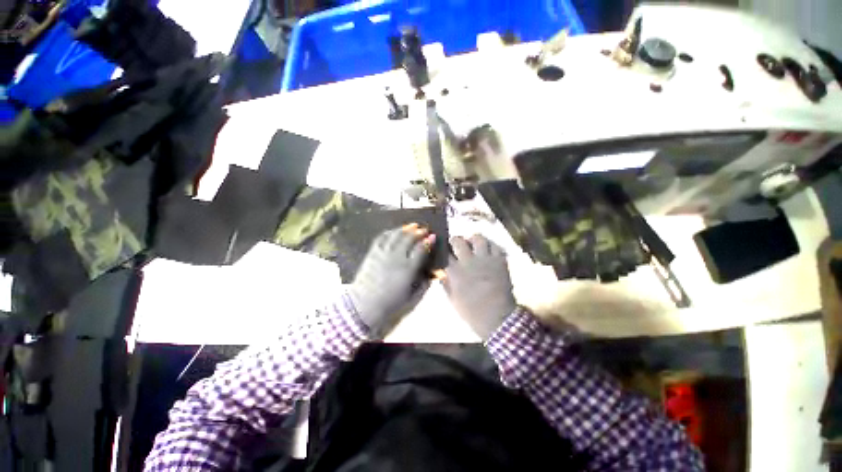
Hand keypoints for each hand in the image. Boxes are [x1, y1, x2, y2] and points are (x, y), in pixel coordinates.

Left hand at [348, 223, 435, 338]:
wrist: (365, 305)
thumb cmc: (391, 303)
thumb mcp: (413, 296)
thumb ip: (425, 282)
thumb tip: (433, 271)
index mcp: (408, 269)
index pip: (421, 250)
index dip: (428, 242)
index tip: (433, 236)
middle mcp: (396, 258)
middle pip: (409, 239)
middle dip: (418, 232)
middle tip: (423, 229)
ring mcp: (383, 253)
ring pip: (396, 235)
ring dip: (405, 229)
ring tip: (412, 226)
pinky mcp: (373, 253)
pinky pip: (382, 238)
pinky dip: (390, 232)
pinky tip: (394, 231)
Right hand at [444, 235, 515, 339]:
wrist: (497, 318)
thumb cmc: (472, 311)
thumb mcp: (452, 299)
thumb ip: (445, 283)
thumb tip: (441, 272)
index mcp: (455, 272)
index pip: (445, 253)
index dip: (443, 249)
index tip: (443, 249)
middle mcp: (469, 261)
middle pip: (459, 241)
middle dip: (455, 240)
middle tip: (457, 244)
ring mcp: (486, 259)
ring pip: (478, 238)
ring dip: (473, 239)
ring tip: (473, 244)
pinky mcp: (500, 261)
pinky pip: (495, 245)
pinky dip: (491, 245)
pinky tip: (488, 250)